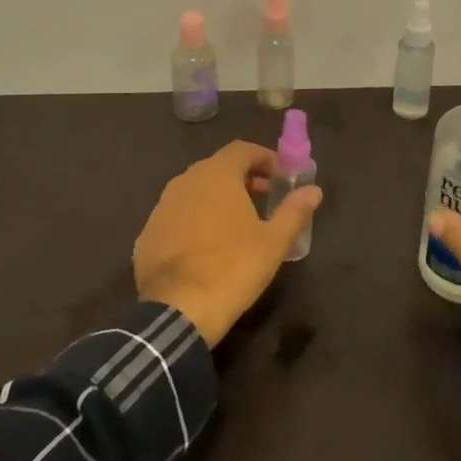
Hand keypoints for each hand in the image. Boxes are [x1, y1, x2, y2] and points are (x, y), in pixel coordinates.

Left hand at [134, 140, 322, 347]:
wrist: (179, 310)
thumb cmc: (234, 267)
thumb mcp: (274, 241)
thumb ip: (294, 210)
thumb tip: (314, 190)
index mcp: (216, 175)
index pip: (242, 150)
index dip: (264, 158)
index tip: (281, 177)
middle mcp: (184, 182)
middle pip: (217, 168)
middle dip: (242, 179)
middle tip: (264, 199)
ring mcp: (161, 208)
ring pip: (194, 192)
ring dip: (216, 200)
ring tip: (237, 224)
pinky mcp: (147, 234)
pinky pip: (176, 217)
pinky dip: (194, 222)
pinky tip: (206, 248)